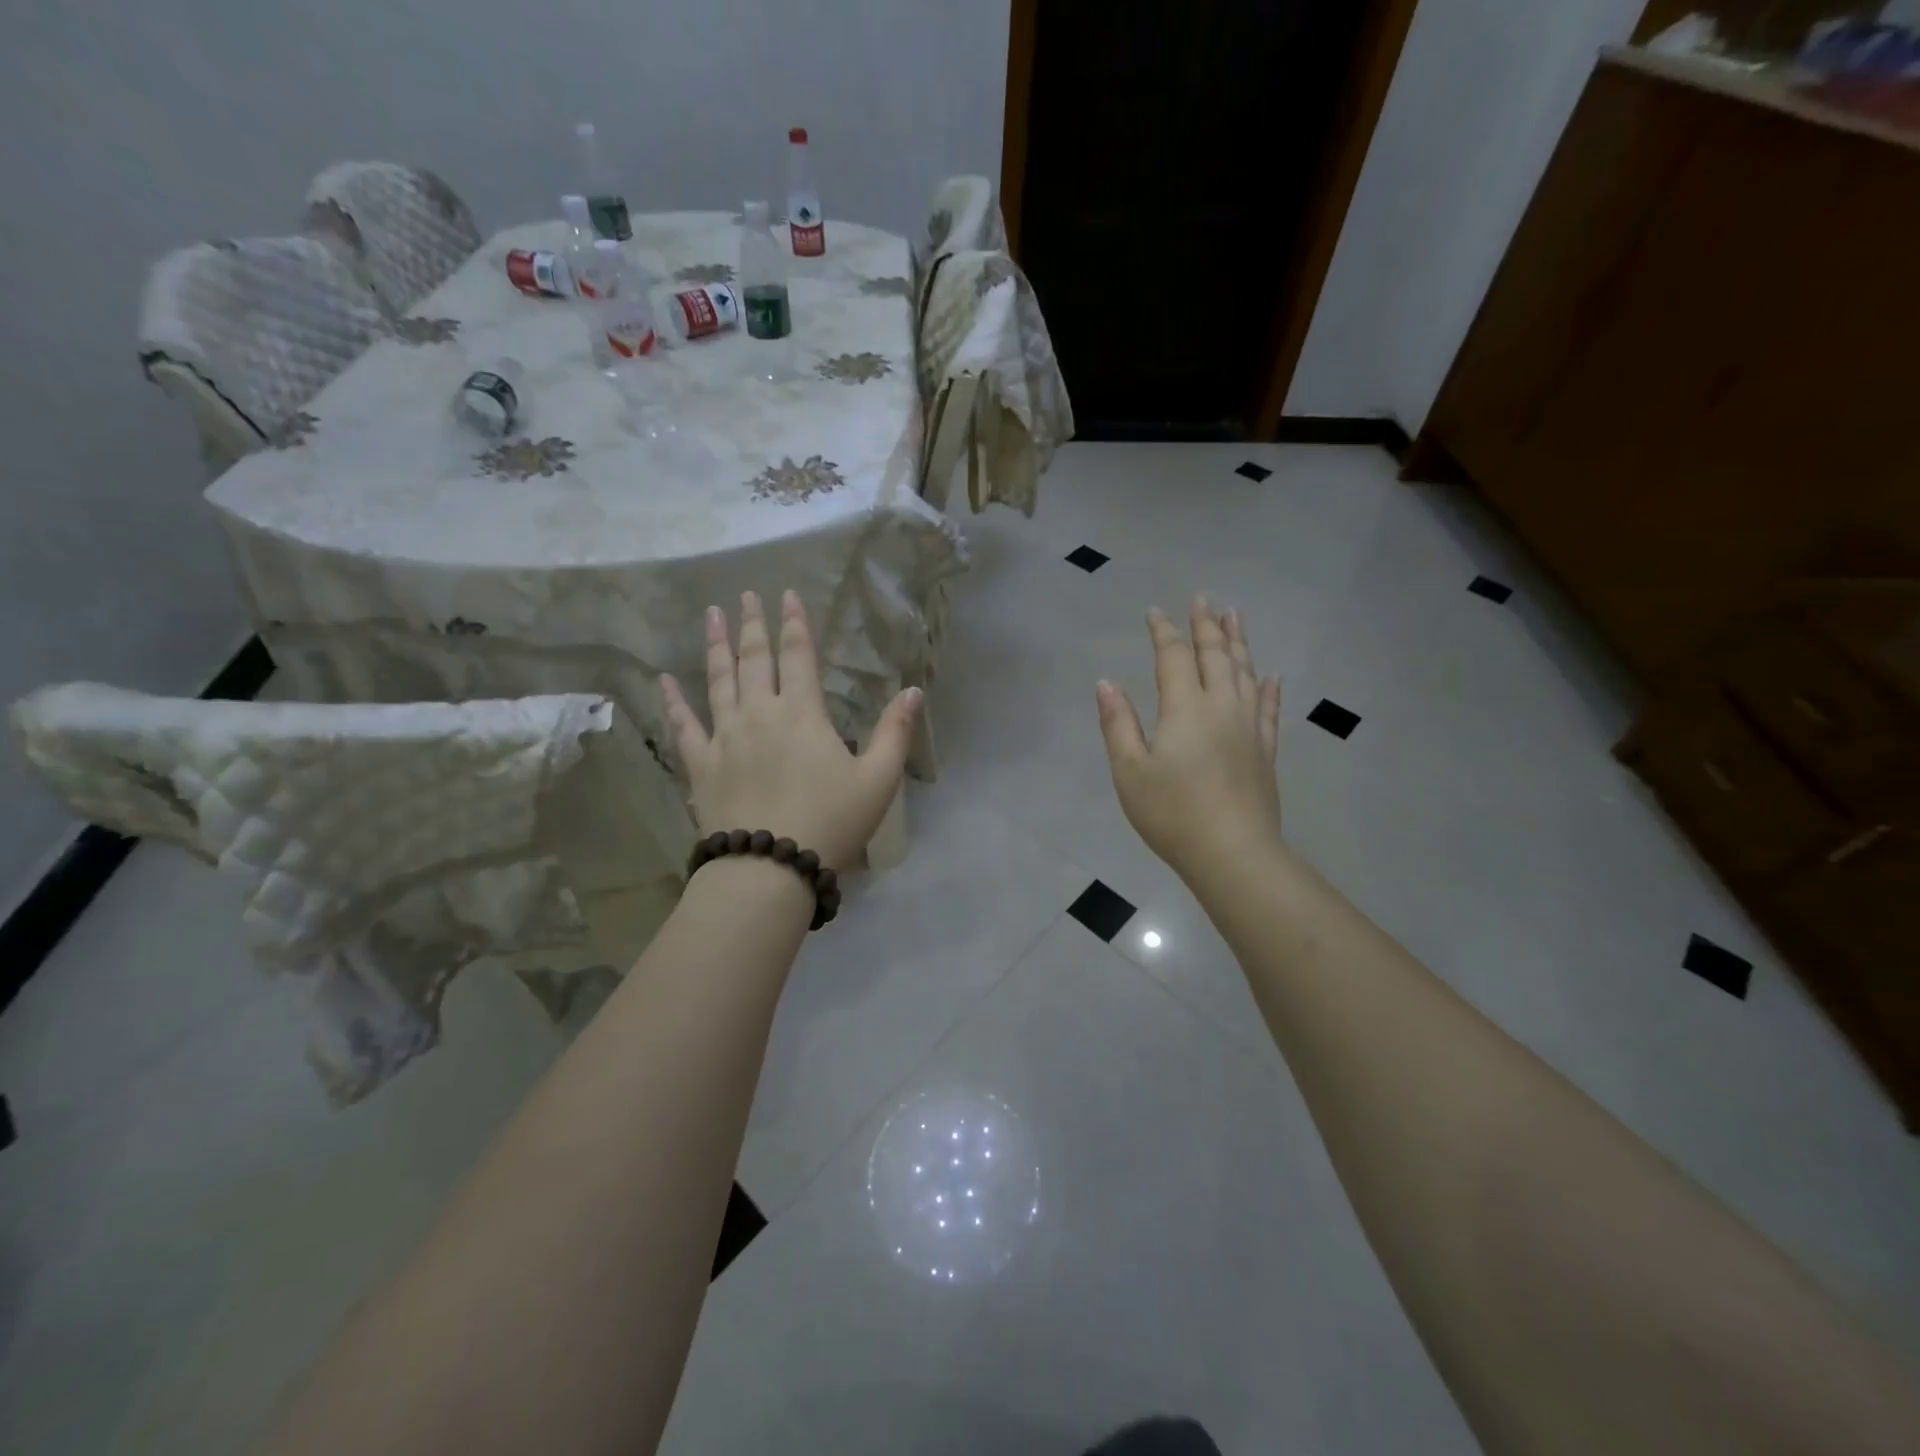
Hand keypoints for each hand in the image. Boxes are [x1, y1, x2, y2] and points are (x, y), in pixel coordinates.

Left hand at [661, 590, 920, 872]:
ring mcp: (725, 737)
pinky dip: (673, 701)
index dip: (795, 624)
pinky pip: (684, 725)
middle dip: (753, 625)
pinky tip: (663, 681)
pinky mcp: (701, 764)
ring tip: (712, 616)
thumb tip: (913, 690)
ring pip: (718, 681)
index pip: (798, 655)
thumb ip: (895, 732)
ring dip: (716, 646)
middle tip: (747, 596)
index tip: (787, 595)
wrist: (769, 867)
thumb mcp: (878, 780)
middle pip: (755, 659)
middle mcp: (759, 713)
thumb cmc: (831, 822)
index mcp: (802, 713)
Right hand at [1096, 598, 1282, 881]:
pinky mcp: (1266, 751)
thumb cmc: (1172, 813)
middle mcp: (1221, 707)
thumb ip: (1118, 724)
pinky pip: (1269, 709)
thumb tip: (1106, 683)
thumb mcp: (1130, 771)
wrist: (1232, 853)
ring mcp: (1249, 727)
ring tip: (1236, 616)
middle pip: (1215, 655)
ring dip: (1240, 642)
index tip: (1155, 612)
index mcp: (1185, 708)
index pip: (1173, 657)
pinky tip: (1272, 675)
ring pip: (1246, 673)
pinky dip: (1270, 688)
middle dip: (1206, 625)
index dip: (1163, 632)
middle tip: (1202, 599)